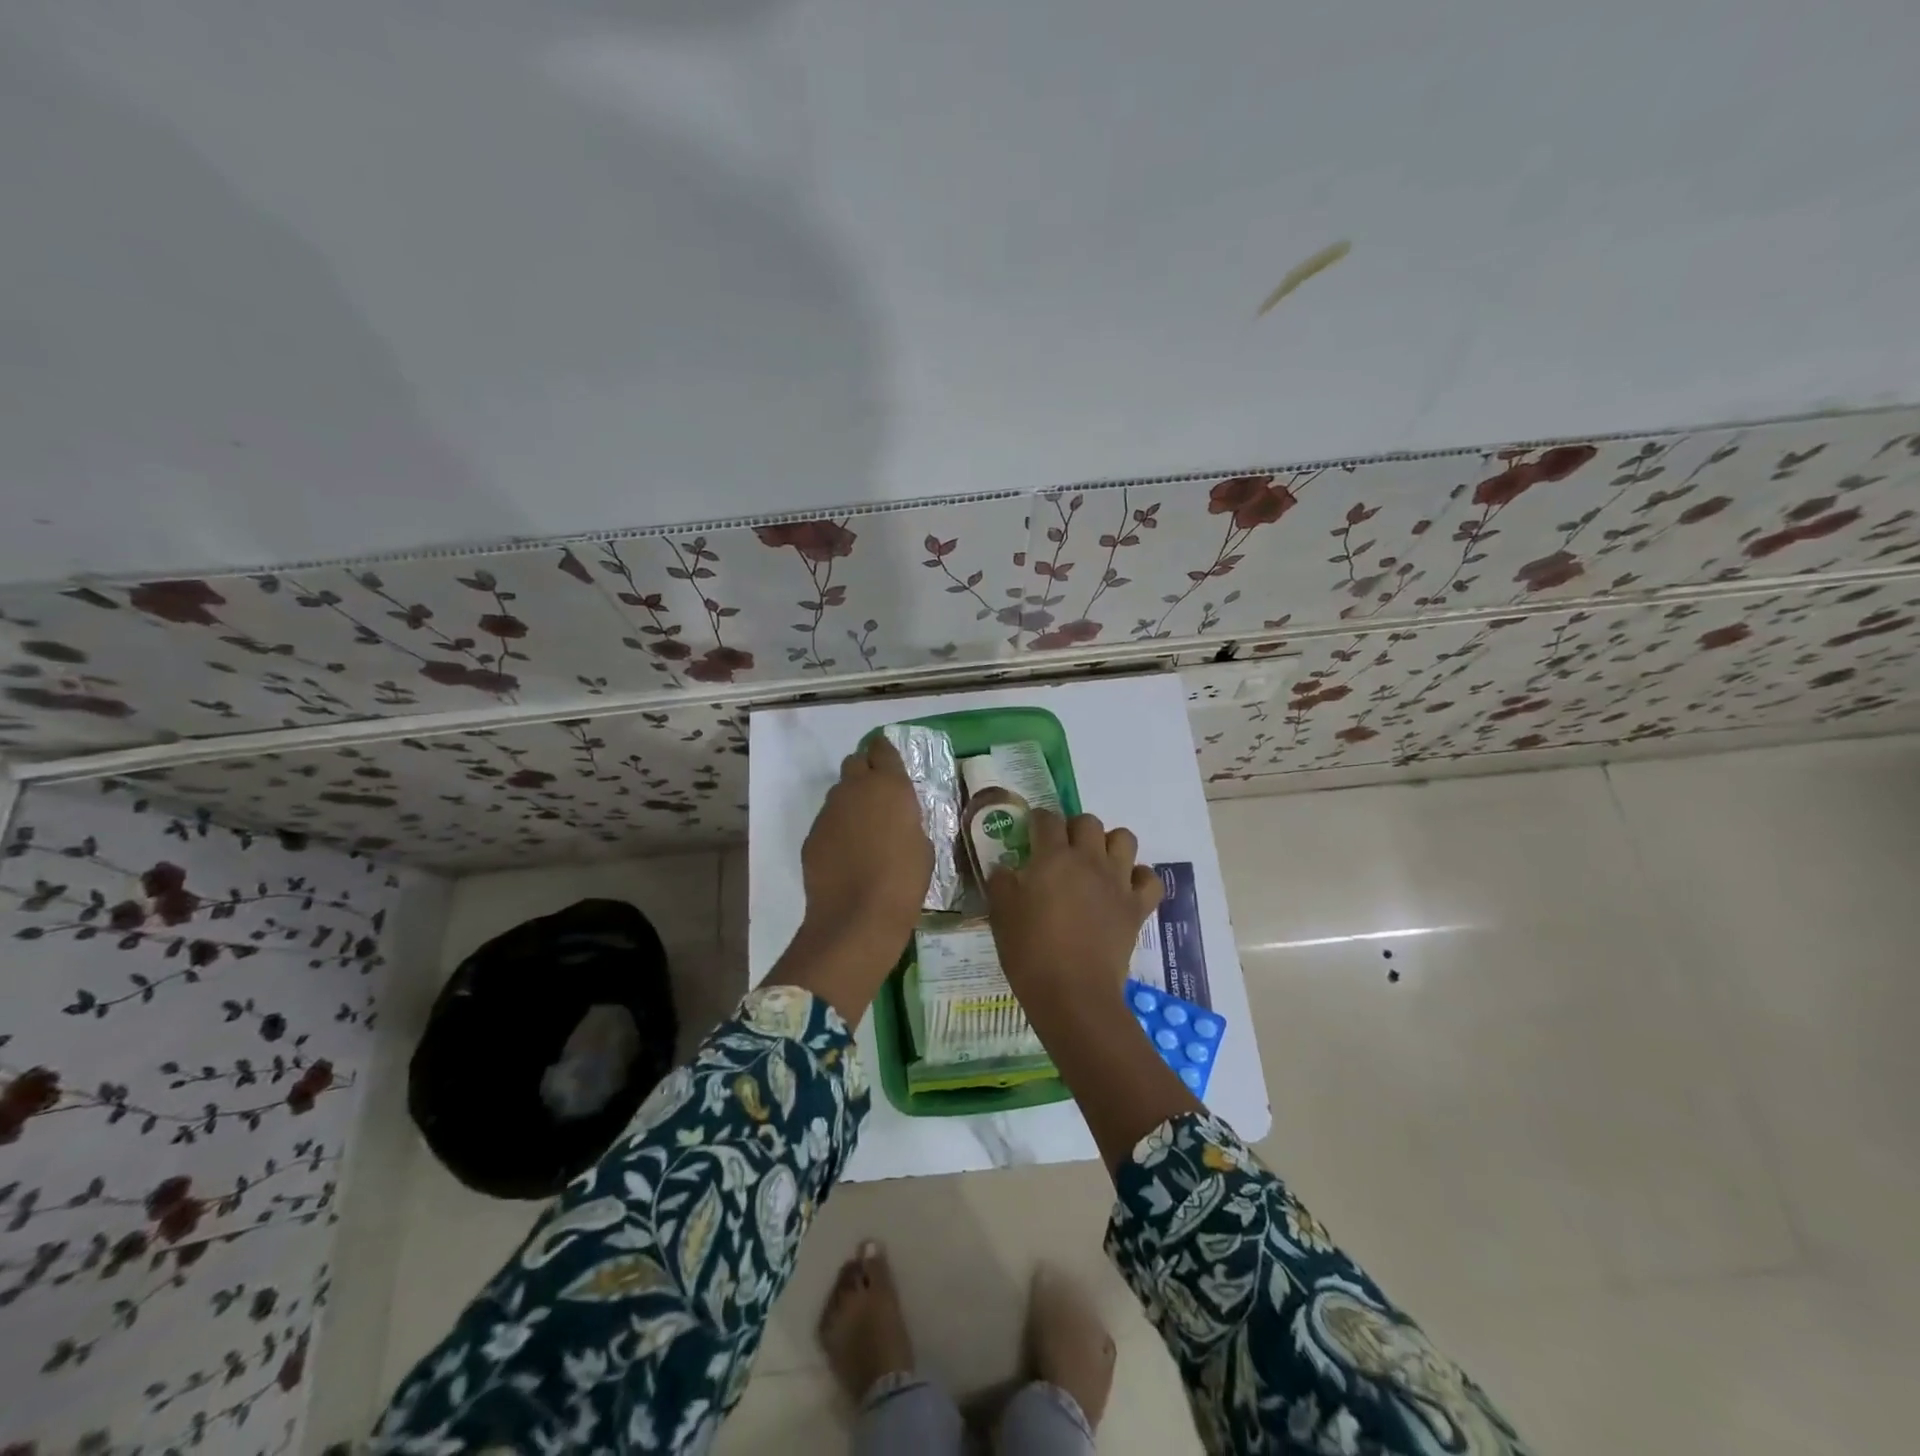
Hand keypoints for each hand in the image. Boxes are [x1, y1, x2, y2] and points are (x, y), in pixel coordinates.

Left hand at [774, 735, 932, 1023]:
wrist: (857, 916)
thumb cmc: (903, 880)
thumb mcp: (922, 844)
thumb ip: (907, 819)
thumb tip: (896, 819)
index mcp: (889, 785)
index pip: (882, 749)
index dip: (885, 754)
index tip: (891, 766)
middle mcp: (855, 788)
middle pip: (855, 762)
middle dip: (865, 772)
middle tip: (879, 796)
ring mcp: (828, 811)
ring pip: (839, 793)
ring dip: (851, 802)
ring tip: (863, 830)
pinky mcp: (812, 834)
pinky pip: (827, 821)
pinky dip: (837, 829)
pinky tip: (847, 853)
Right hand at [986, 811, 1197, 1174]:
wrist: (1073, 993)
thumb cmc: (1030, 952)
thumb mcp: (1001, 914)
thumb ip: (1001, 884)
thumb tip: (1004, 869)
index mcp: (1053, 857)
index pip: (1047, 819)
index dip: (1038, 820)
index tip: (1031, 831)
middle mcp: (1089, 860)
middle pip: (1088, 822)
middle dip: (1074, 828)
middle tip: (1062, 850)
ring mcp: (1118, 882)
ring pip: (1124, 839)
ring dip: (1109, 844)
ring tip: (1096, 863)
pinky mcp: (1137, 907)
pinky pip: (1149, 878)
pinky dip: (1139, 878)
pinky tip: (1124, 888)